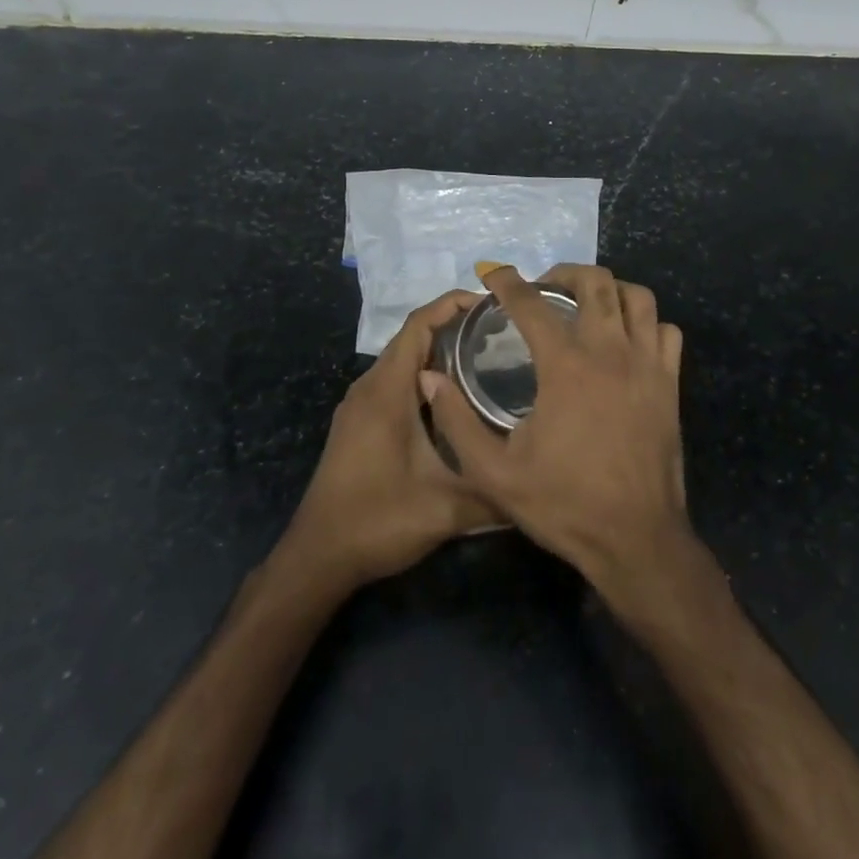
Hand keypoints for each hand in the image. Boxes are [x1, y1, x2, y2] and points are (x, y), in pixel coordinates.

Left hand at [279, 290, 501, 590]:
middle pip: (411, 339)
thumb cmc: (378, 520)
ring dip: (439, 353)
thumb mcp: (446, 509)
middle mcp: (369, 388)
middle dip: (454, 327)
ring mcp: (360, 407)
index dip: (452, 305)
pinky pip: (395, 383)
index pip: (418, 326)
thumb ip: (495, 494)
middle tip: (502, 333)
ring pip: (403, 362)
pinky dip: (425, 377)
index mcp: (386, 392)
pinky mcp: (359, 424)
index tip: (490, 302)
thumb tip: (540, 483)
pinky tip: (454, 399)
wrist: (318, 556)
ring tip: (486, 359)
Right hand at [421, 264, 693, 603]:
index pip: (531, 304)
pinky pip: (666, 331)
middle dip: (565, 273)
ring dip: (609, 291)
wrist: (635, 539)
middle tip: (543, 289)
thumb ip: (456, 422)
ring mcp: (647, 365)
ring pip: (638, 298)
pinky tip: (627, 340)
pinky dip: (646, 323)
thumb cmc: (563, 504)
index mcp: (565, 366)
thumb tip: (429, 378)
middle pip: (596, 282)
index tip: (493, 275)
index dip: (507, 282)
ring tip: (587, 305)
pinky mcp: (670, 384)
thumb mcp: (494, 473)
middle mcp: (610, 352)